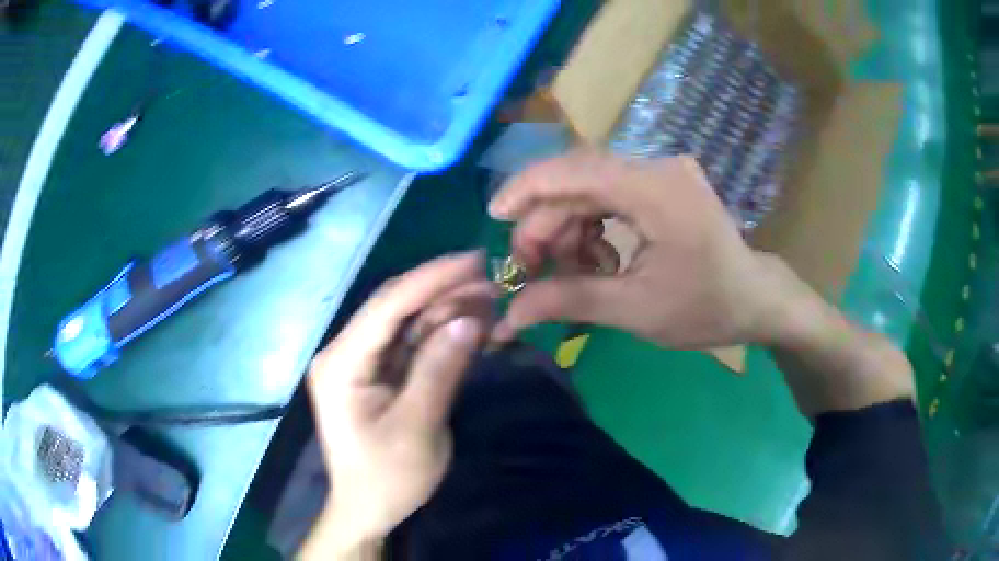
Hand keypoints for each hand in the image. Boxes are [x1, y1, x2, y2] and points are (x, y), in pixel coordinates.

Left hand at [303, 253, 492, 555]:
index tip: (474, 260)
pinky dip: (440, 334)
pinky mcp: (379, 375)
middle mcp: (347, 353)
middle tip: (491, 279)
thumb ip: (439, 370)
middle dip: (441, 290)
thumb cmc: (386, 478)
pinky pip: (411, 344)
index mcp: (342, 363)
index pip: (387, 306)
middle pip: (396, 308)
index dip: (431, 278)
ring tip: (488, 297)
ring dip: (445, 309)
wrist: (368, 511)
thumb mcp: (417, 428)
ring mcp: (363, 363)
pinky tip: (470, 324)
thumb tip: (470, 320)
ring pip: (406, 323)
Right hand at [489, 151, 792, 348]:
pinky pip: (610, 195)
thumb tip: (508, 314)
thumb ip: (568, 301)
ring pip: (590, 189)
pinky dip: (592, 225)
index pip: (575, 170)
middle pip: (578, 182)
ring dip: (569, 228)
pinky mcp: (663, 184)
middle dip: (547, 224)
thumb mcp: (635, 310)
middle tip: (532, 270)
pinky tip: (599, 258)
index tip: (494, 218)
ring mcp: (662, 173)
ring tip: (573, 272)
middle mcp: (657, 167)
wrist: (755, 299)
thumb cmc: (706, 308)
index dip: (527, 189)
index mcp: (655, 190)